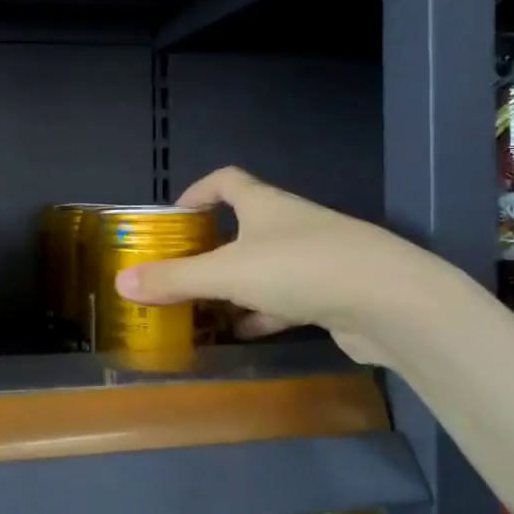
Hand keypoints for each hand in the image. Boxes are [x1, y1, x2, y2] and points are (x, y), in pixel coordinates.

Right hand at [113, 167, 450, 362]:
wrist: (392, 302)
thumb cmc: (301, 268)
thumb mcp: (227, 272)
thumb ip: (175, 278)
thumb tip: (122, 283)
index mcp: (265, 205)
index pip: (227, 181)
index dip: (198, 192)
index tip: (175, 217)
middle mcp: (291, 225)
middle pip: (243, 227)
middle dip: (211, 249)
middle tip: (180, 273)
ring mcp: (316, 259)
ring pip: (264, 268)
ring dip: (235, 287)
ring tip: (203, 310)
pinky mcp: (333, 294)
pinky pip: (286, 299)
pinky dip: (262, 312)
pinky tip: (244, 332)